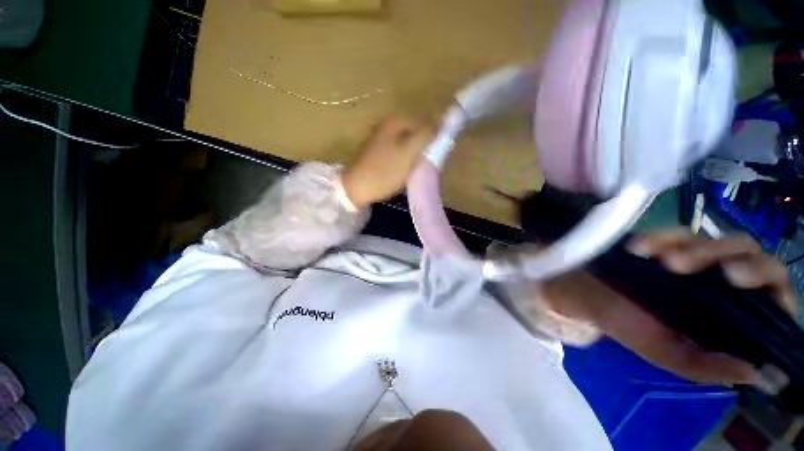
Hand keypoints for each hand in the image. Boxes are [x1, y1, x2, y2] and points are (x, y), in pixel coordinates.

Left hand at [341, 118, 432, 208]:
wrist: (357, 188)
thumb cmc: (385, 171)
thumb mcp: (409, 152)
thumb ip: (426, 135)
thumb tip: (441, 122)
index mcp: (395, 121)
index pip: (425, 121)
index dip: (435, 135)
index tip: (438, 153)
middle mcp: (387, 125)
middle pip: (415, 132)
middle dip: (424, 145)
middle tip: (428, 161)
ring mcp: (380, 139)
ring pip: (407, 143)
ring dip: (415, 153)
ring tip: (418, 167)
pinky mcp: (377, 152)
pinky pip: (398, 151)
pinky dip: (405, 158)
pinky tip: (405, 170)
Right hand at [541, 228, 795, 383]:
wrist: (588, 296)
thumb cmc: (628, 325)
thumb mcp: (668, 354)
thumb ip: (708, 367)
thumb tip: (759, 371)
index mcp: (729, 312)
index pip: (771, 289)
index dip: (768, 280)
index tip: (740, 282)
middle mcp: (718, 280)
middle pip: (751, 255)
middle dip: (733, 259)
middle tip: (710, 270)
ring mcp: (693, 256)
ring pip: (717, 240)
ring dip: (695, 250)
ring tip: (663, 263)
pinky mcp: (665, 240)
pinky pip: (675, 231)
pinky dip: (661, 238)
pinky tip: (640, 249)